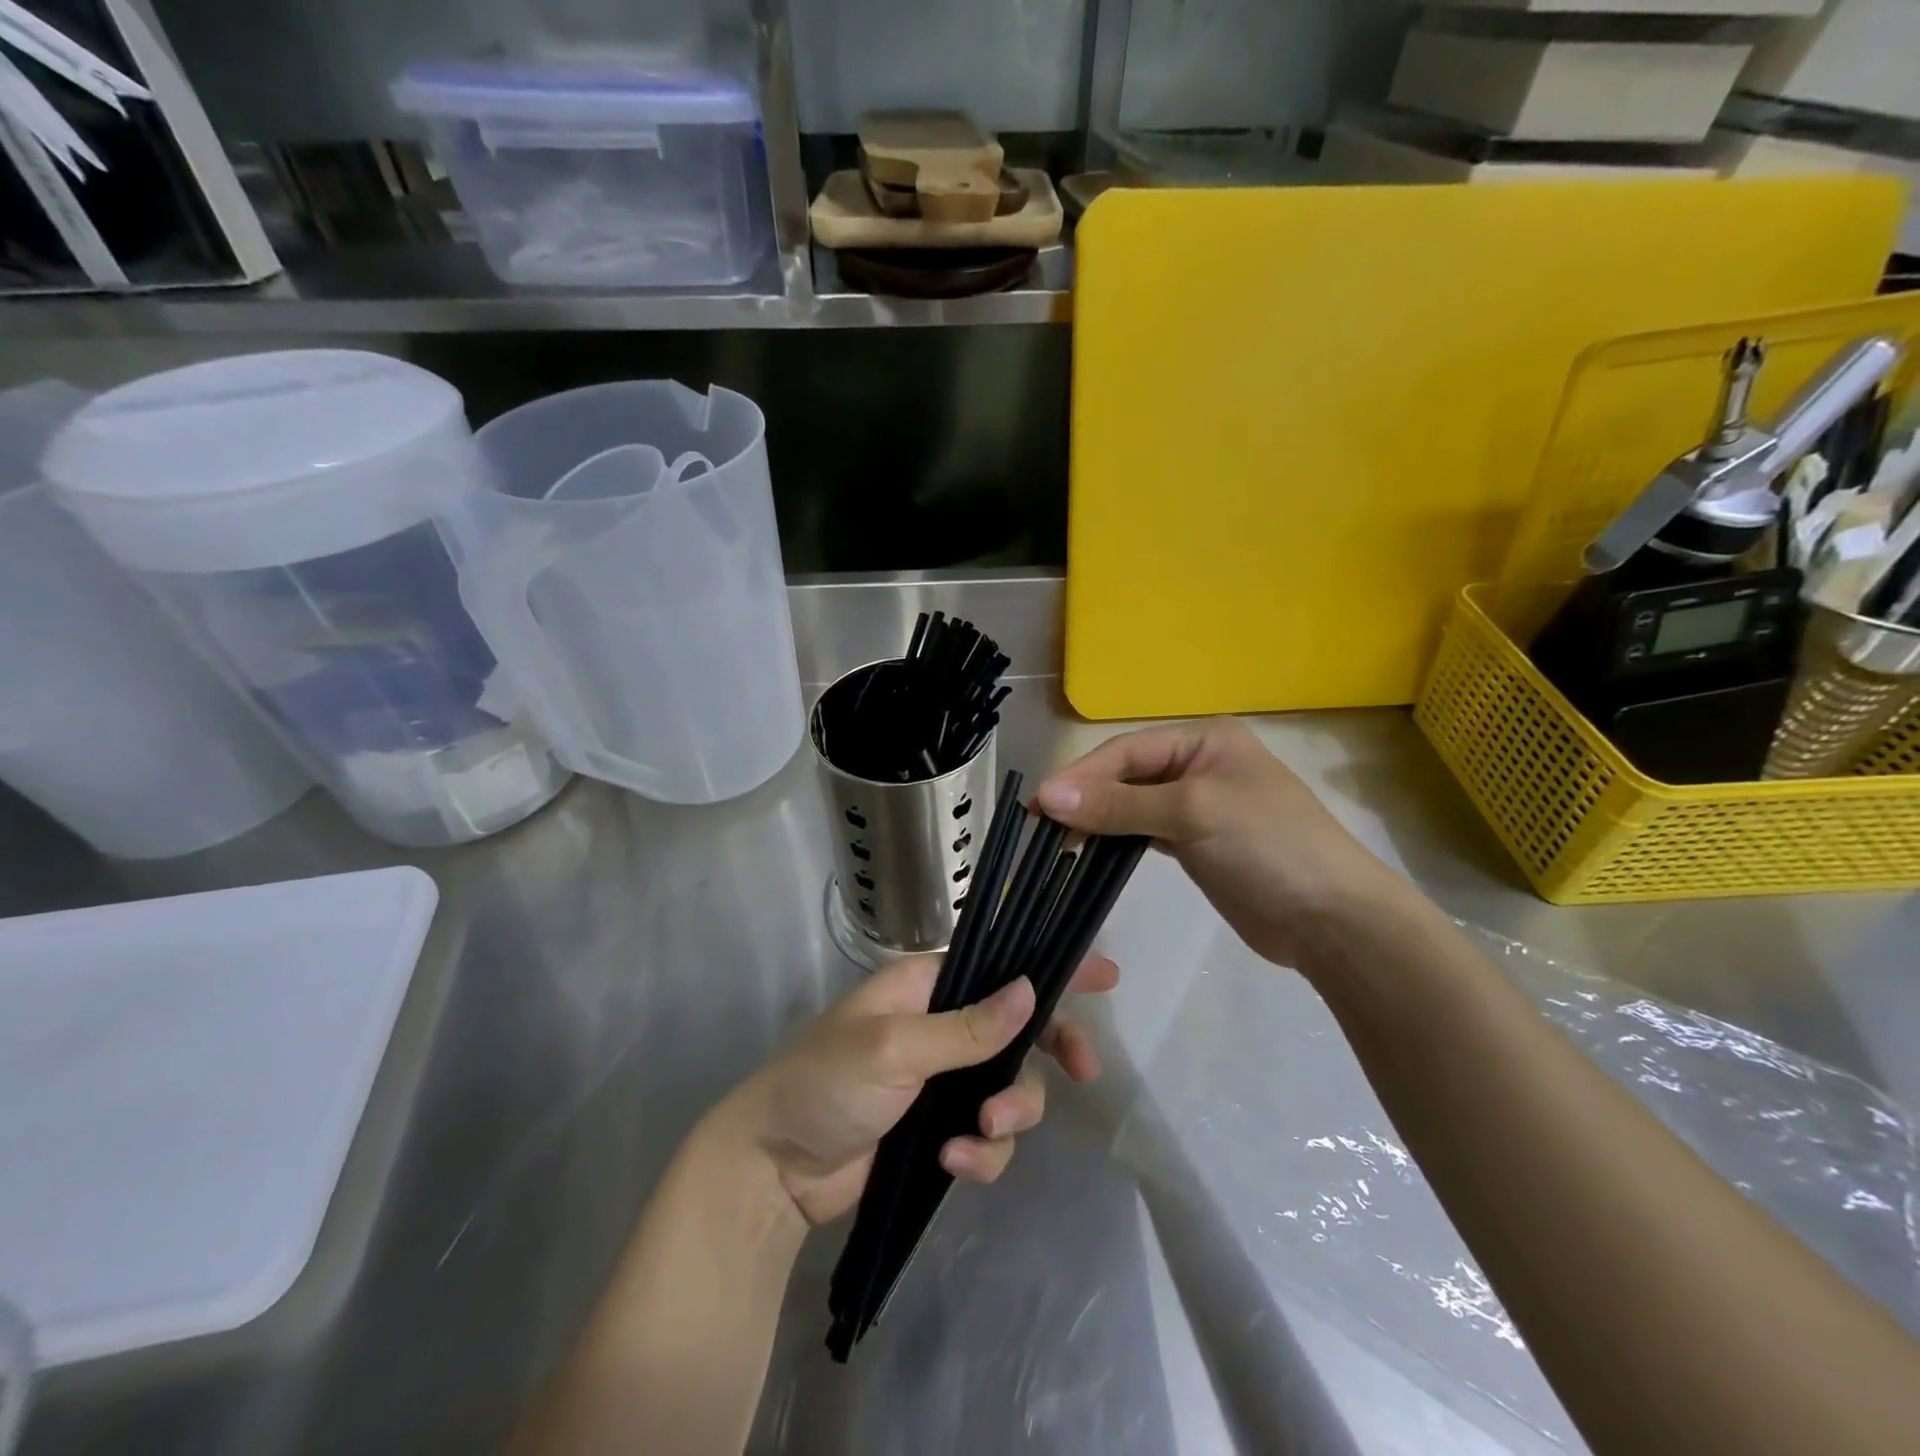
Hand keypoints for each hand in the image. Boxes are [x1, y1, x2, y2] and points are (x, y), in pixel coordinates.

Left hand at [728, 952, 1119, 1226]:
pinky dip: (982, 1151)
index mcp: (928, 986)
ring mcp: (944, 1081)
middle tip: (1084, 1071)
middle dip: (1051, 1051)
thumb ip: (966, 1027)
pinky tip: (952, 1163)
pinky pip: (989, 1136)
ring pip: (1012, 1087)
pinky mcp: (941, 1129)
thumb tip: (1031, 989)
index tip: (1106, 976)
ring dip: (1012, 1112)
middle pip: (1022, 1028)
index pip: (1000, 964)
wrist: (774, 1169)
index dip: (1051, 967)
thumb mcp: (893, 1047)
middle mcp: (944, 1026)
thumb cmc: (825, 1083)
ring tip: (981, 1130)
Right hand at [1036, 718, 1411, 969]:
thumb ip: (1119, 804)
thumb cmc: (1267, 847)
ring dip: (1096, 821)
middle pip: (1126, 776)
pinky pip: (1143, 832)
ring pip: (1131, 805)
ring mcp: (1198, 806)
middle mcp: (1198, 766)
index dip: (1081, 776)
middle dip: (1085, 799)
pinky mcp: (1195, 843)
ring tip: (1056, 843)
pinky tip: (1089, 852)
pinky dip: (1116, 840)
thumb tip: (1048, 796)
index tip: (1038, 803)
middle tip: (1040, 827)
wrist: (1332, 919)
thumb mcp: (1192, 813)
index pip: (1127, 752)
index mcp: (1204, 741)